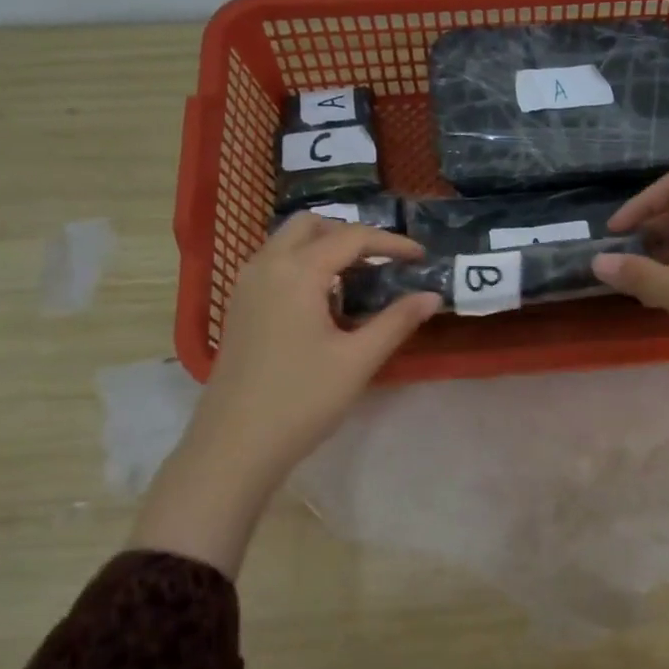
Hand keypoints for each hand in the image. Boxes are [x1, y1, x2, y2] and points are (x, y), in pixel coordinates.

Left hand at [133, 214, 438, 573]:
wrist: (235, 444)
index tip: (422, 257)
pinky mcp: (239, 306)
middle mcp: (266, 266)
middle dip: (352, 235)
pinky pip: (275, 264)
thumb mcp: (358, 360)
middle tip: (384, 262)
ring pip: (288, 242)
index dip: (392, 243)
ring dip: (325, 248)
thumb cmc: (302, 400)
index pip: (352, 237)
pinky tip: (325, 302)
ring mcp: (246, 285)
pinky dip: (304, 265)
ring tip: (359, 281)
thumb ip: (397, 321)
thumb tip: (432, 296)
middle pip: (312, 225)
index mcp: (297, 272)